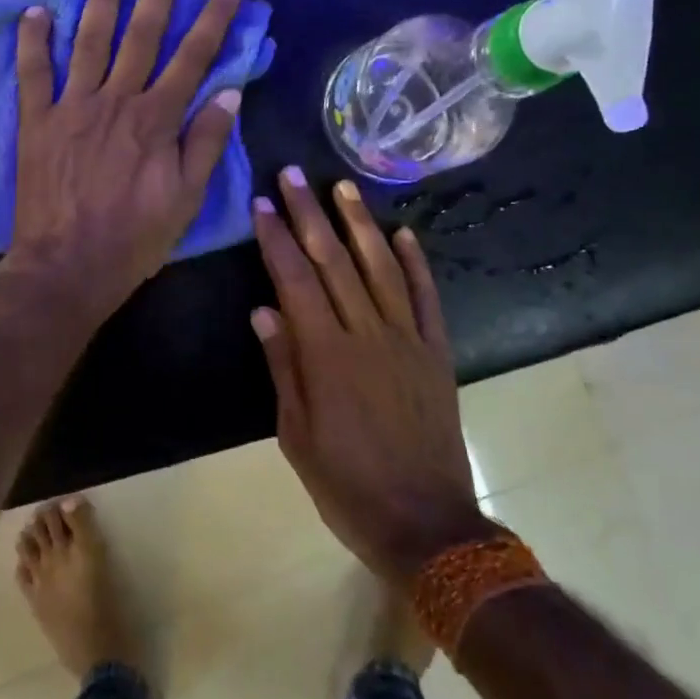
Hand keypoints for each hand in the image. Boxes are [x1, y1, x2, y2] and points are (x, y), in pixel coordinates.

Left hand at [1, 0, 243, 326]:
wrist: (68, 266)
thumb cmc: (134, 238)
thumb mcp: (186, 198)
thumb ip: (205, 142)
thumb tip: (229, 92)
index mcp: (156, 120)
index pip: (193, 58)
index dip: (213, 20)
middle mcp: (116, 101)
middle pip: (142, 35)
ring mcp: (72, 107)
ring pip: (89, 41)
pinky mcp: (37, 122)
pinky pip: (34, 73)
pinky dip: (33, 41)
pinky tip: (36, 10)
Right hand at [251, 168, 488, 583]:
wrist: (426, 524)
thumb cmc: (346, 484)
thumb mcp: (296, 434)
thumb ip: (282, 366)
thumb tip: (263, 309)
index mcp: (326, 355)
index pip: (296, 280)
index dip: (277, 239)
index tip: (262, 204)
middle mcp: (367, 334)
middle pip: (335, 261)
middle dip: (310, 214)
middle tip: (294, 174)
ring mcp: (408, 340)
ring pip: (381, 268)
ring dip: (360, 224)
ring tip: (342, 186)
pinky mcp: (437, 353)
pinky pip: (427, 298)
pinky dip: (416, 263)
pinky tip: (404, 233)